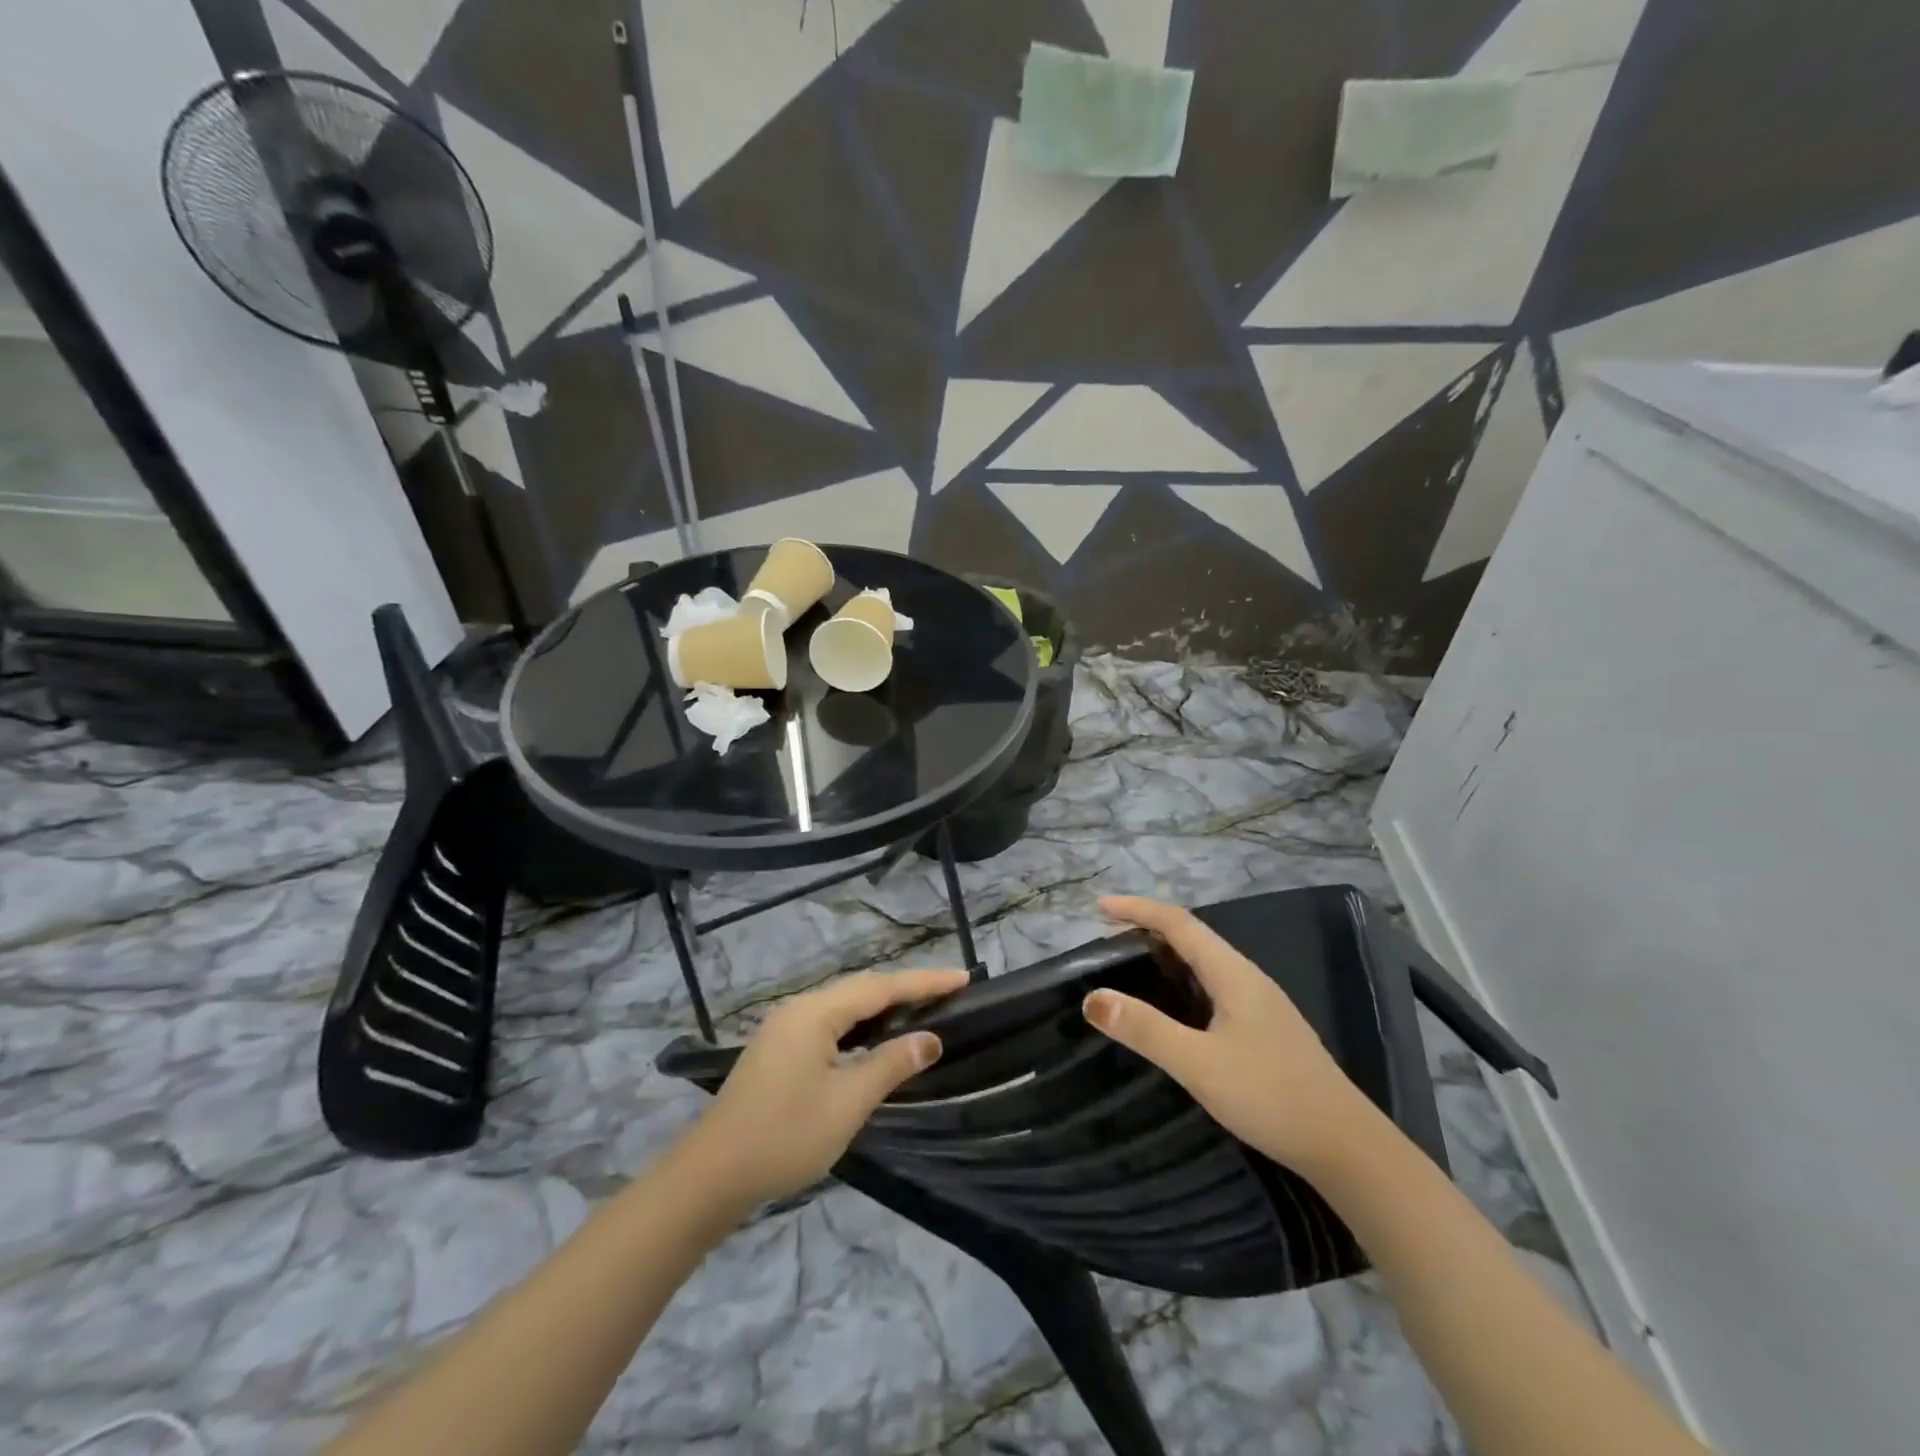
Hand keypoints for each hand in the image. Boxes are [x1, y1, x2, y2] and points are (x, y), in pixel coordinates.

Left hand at [681, 967, 971, 1207]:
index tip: (963, 978)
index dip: (924, 982)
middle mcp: (799, 1009)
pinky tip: (874, 1039)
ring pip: (844, 1006)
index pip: (881, 987)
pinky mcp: (778, 1050)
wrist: (710, 1177)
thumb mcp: (847, 1103)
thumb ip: (891, 1065)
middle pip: (862, 989)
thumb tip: (930, 1039)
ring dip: (883, 1007)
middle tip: (948, 993)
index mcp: (815, 1013)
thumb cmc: (784, 1137)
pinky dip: (860, 1025)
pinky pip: (830, 1023)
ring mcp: (784, 1029)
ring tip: (921, 1010)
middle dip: (906, 989)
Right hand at [1083, 897, 1376, 1176]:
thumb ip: (1145, 1029)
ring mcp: (1261, 1005)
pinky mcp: (1265, 1030)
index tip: (1098, 908)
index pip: (1178, 923)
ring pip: (1205, 963)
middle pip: (1192, 937)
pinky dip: (1182, 981)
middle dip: (1148, 928)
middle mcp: (1248, 979)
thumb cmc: (1272, 1097)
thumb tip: (1092, 997)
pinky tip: (1174, 1007)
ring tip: (1130, 965)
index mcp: (1233, 974)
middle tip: (1107, 939)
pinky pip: (1214, 987)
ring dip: (1166, 955)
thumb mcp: (1199, 1063)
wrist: (1348, 1148)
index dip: (1137, 910)